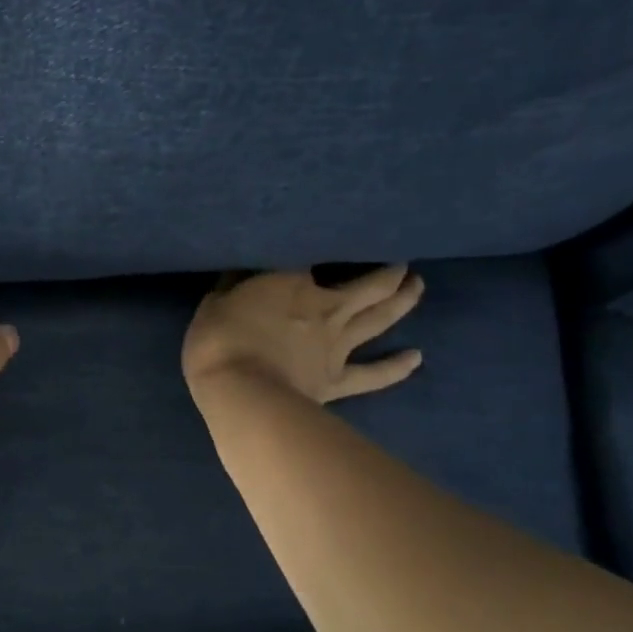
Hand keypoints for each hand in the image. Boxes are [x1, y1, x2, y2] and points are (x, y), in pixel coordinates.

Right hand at [181, 265, 424, 402]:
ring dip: (403, 301)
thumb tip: (243, 269)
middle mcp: (326, 307)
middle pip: (369, 285)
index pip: (316, 257)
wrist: (240, 391)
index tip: (332, 239)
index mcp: (294, 282)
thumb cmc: (219, 339)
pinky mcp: (337, 380)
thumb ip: (235, 284)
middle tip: (402, 263)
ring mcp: (336, 346)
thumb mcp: (215, 301)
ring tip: (417, 286)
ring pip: (379, 318)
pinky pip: (373, 375)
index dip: (326, 248)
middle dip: (389, 272)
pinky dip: (396, 367)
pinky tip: (416, 358)